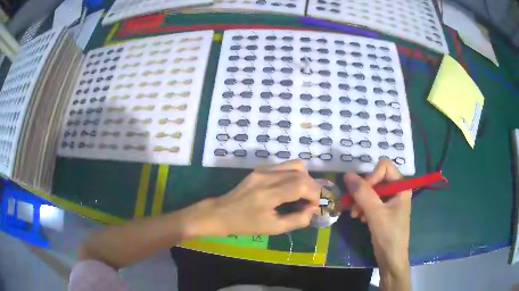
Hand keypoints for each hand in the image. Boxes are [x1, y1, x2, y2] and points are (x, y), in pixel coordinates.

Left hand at [194, 160, 319, 235]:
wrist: (221, 213)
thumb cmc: (245, 225)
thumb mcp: (273, 228)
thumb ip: (297, 220)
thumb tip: (312, 210)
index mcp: (269, 194)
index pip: (303, 185)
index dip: (315, 195)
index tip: (314, 207)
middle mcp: (267, 176)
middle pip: (301, 173)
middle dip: (312, 187)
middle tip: (310, 202)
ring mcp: (263, 170)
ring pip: (295, 165)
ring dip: (305, 179)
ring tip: (302, 194)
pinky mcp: (260, 169)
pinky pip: (284, 166)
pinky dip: (294, 174)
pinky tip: (290, 188)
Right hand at [343, 158, 410, 289]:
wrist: (391, 258)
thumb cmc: (388, 235)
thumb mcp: (375, 213)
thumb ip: (362, 193)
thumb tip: (347, 174)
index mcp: (401, 186)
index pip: (384, 167)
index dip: (371, 176)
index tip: (363, 193)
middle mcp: (397, 190)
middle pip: (376, 178)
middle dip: (363, 191)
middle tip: (354, 206)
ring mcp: (390, 200)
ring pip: (371, 190)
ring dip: (360, 201)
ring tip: (355, 215)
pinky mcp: (384, 209)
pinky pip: (371, 200)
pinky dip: (363, 207)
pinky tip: (360, 218)